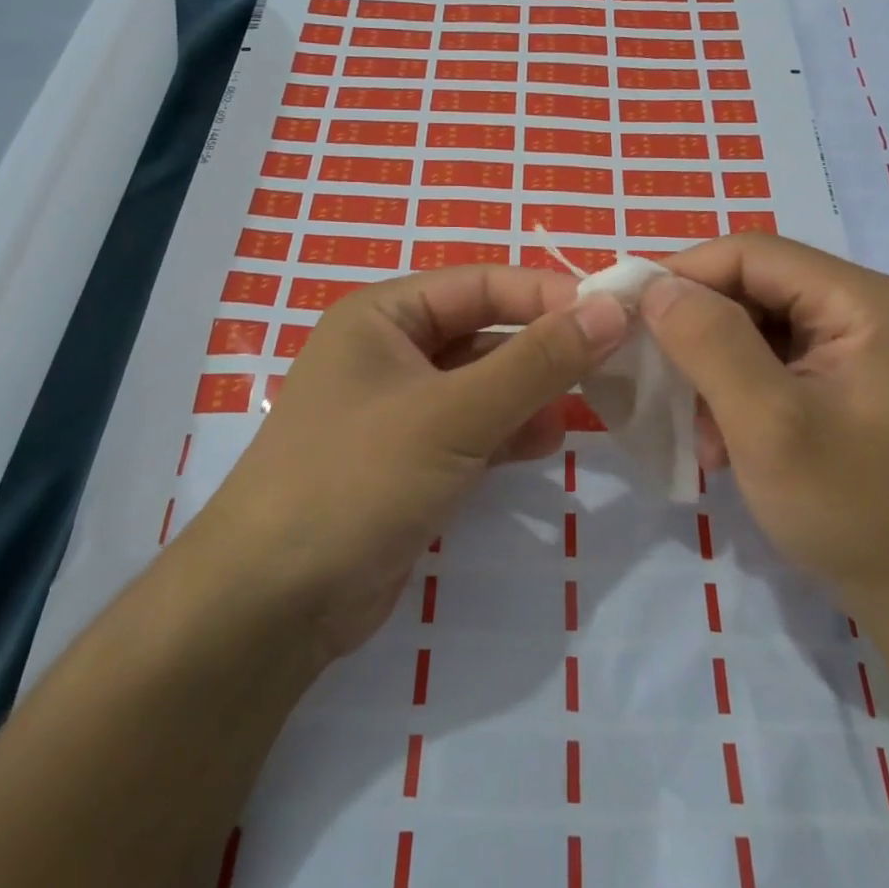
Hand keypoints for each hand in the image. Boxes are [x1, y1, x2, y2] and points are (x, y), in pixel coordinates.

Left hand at [181, 266, 628, 657]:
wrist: (273, 604)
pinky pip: (474, 428)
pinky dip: (510, 431)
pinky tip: (544, 444)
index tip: (615, 313)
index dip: (548, 293)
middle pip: (485, 331)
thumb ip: (537, 361)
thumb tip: (613, 308)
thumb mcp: (454, 414)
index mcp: (384, 315)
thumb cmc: (357, 480)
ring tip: (583, 408)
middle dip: (544, 347)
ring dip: (532, 391)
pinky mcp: (410, 460)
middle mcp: (390, 351)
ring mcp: (399, 408)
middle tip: (612, 362)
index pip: (482, 283)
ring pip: (484, 383)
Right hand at [640, 234, 888, 621]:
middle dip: (698, 331)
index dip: (684, 275)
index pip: (753, 254)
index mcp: (862, 301)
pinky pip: (771, 362)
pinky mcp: (843, 382)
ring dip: (712, 370)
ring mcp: (856, 347)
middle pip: (754, 287)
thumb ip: (710, 345)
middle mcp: (863, 308)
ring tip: (695, 427)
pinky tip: (722, 443)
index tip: (629, 314)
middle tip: (655, 377)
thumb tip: (656, 287)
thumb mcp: (769, 424)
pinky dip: (735, 393)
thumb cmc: (853, 509)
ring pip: (755, 326)